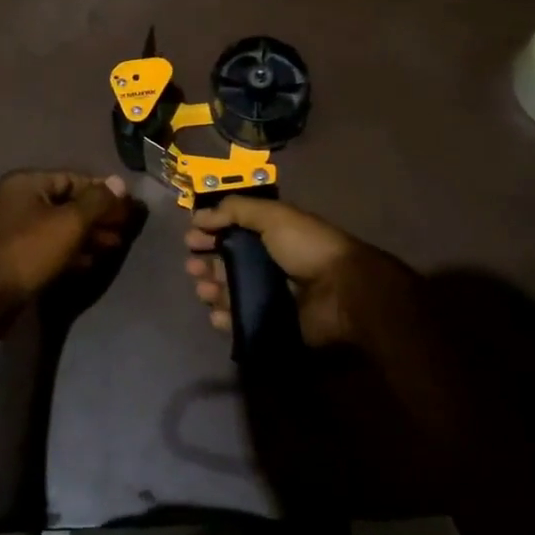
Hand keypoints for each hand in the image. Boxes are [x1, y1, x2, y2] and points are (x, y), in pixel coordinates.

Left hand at [0, 170, 137, 322]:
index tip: (127, 206)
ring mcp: (15, 229)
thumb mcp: (70, 223)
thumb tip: (119, 182)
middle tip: (124, 229)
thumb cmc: (29, 251)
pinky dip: (71, 252)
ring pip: (60, 227)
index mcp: (27, 183)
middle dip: (98, 216)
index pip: (74, 179)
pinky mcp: (16, 256)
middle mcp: (18, 200)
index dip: (103, 192)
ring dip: (88, 235)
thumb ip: (97, 201)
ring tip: (114, 246)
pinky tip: (91, 262)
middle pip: (68, 203)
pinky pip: (50, 246)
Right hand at [184, 196, 415, 348]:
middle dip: (205, 262)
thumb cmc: (308, 247)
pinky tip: (216, 312)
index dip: (210, 232)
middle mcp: (267, 264)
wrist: (343, 292)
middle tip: (193, 265)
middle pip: (226, 263)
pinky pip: (239, 322)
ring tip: (204, 287)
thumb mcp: (274, 216)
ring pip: (228, 292)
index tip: (191, 237)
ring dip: (211, 289)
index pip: (232, 233)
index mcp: (270, 236)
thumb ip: (236, 210)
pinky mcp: (270, 324)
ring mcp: (268, 296)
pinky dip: (224, 318)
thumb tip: (200, 216)